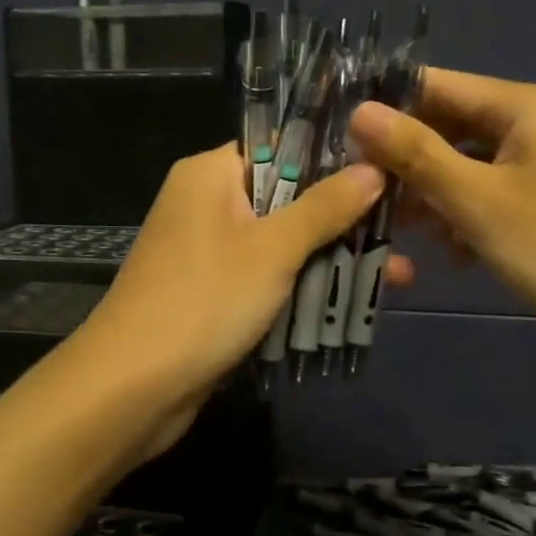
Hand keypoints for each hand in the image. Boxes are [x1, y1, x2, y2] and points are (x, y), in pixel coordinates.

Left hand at [76, 145, 409, 460]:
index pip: (281, 146)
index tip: (387, 169)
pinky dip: (303, 286)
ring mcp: (208, 250)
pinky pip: (267, 277)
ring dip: (332, 258)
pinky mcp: (213, 292)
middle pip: (288, 197)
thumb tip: (374, 169)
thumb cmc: (204, 301)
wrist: (131, 389)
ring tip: (398, 275)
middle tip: (403, 229)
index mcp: (210, 173)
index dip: (333, 157)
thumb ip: (325, 208)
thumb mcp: (273, 249)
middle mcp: (206, 202)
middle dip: (344, 219)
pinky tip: (354, 301)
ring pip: (282, 242)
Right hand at [349, 69, 535, 349]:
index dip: (387, 107)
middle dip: (408, 161)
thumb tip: (359, 111)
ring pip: (467, 164)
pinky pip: (490, 193)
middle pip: (451, 126)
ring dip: (433, 194)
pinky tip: (452, 252)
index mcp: (526, 105)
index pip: (438, 85)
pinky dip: (465, 215)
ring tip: (400, 230)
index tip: (338, 135)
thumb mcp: (475, 199)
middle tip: (363, 193)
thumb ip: (415, 152)